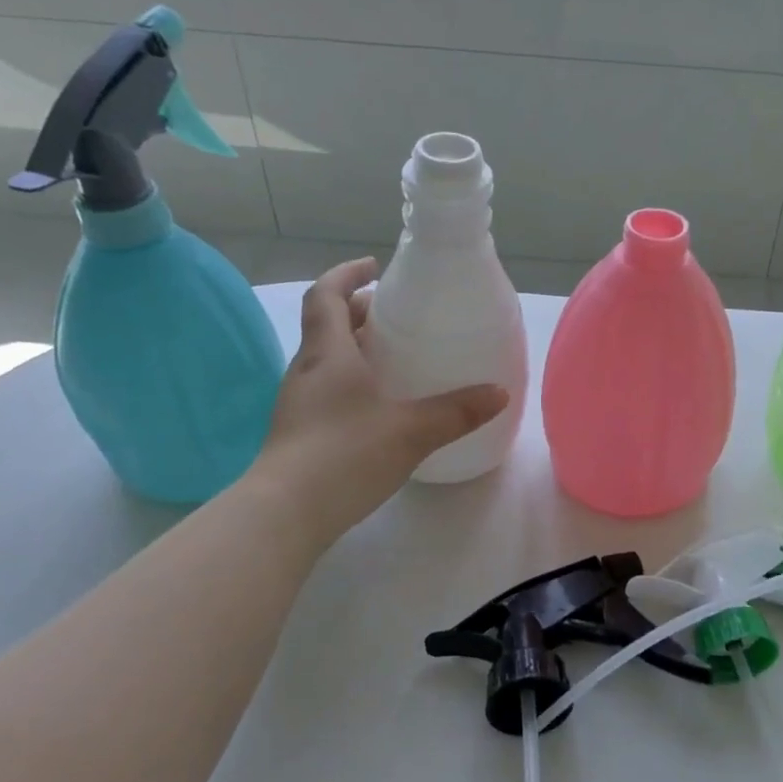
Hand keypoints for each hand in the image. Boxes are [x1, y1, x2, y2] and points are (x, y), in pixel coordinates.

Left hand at [255, 259, 507, 545]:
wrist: (284, 514)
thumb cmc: (345, 455)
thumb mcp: (411, 430)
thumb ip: (457, 411)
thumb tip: (499, 392)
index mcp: (328, 354)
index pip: (326, 295)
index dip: (347, 275)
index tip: (374, 267)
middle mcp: (306, 371)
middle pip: (326, 325)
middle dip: (357, 312)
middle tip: (394, 316)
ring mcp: (297, 404)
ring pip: (325, 359)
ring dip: (353, 348)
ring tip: (392, 358)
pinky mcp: (298, 433)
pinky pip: (325, 389)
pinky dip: (350, 381)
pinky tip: (377, 407)